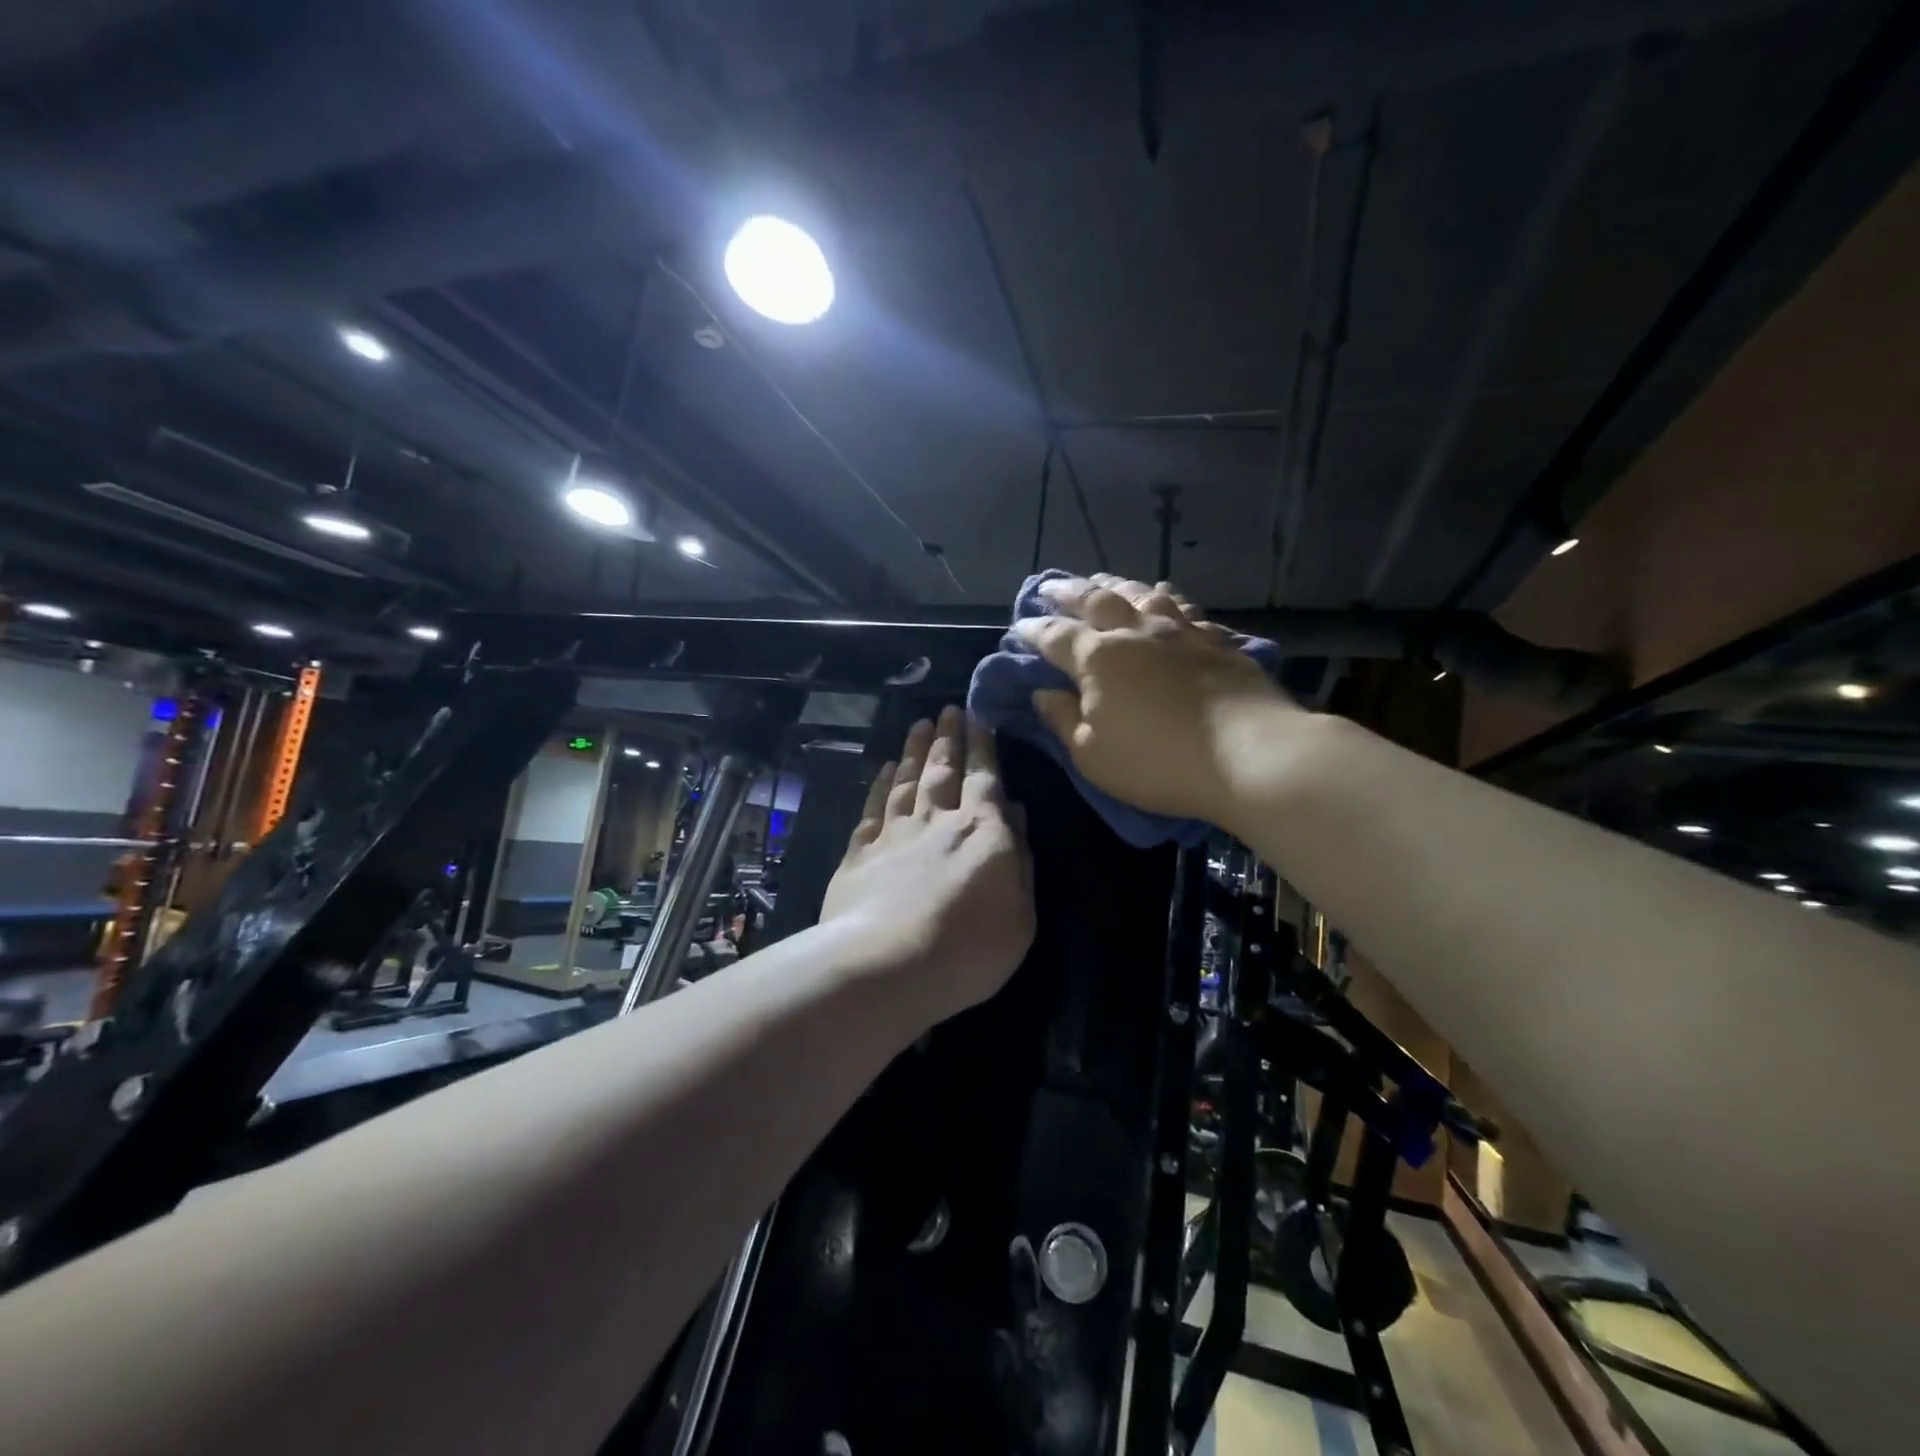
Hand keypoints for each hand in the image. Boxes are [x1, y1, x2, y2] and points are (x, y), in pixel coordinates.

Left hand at [821, 706, 1034, 1023]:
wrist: (886, 967)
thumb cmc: (969, 949)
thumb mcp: (1020, 914)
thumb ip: (1019, 860)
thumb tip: (1016, 814)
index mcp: (981, 832)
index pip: (984, 778)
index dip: (982, 747)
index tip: (978, 717)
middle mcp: (936, 822)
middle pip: (942, 770)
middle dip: (947, 738)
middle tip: (947, 710)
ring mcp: (894, 835)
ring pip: (906, 781)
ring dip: (913, 751)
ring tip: (918, 725)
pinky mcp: (859, 854)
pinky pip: (873, 809)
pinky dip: (880, 786)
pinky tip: (883, 770)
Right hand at [1015, 573, 1290, 827]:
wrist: (1250, 754)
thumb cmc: (1157, 762)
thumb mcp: (1092, 755)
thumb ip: (1062, 720)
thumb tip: (1041, 693)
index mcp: (1098, 659)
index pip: (1055, 636)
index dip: (1033, 629)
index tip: (1018, 625)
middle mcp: (1136, 632)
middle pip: (1096, 600)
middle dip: (1068, 592)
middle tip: (1051, 587)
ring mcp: (1180, 632)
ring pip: (1141, 594)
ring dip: (1116, 584)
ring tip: (1103, 581)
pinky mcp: (1216, 641)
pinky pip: (1184, 608)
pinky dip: (1166, 598)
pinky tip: (1164, 597)